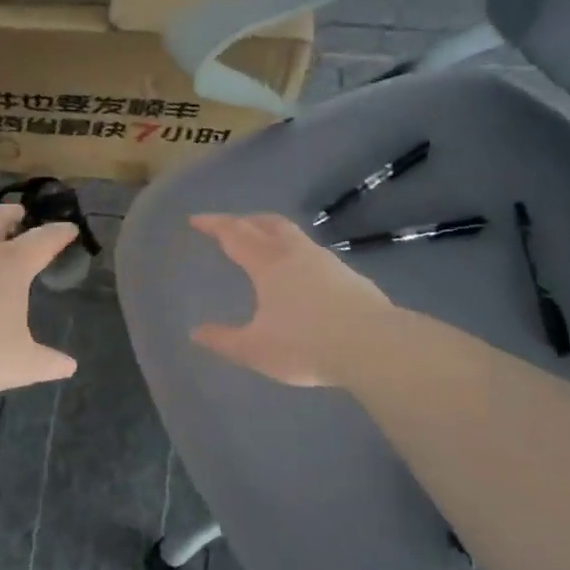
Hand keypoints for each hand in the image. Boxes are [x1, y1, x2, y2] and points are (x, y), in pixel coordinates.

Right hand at [189, 213, 394, 386]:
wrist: (373, 346)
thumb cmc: (306, 345)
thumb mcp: (255, 350)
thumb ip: (224, 340)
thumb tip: (197, 332)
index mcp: (268, 265)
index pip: (234, 234)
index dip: (213, 224)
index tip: (196, 219)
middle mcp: (296, 254)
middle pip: (268, 223)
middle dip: (245, 220)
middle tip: (230, 225)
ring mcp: (327, 262)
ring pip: (294, 235)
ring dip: (273, 233)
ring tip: (265, 246)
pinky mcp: (350, 276)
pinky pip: (314, 254)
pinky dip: (297, 254)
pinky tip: (301, 275)